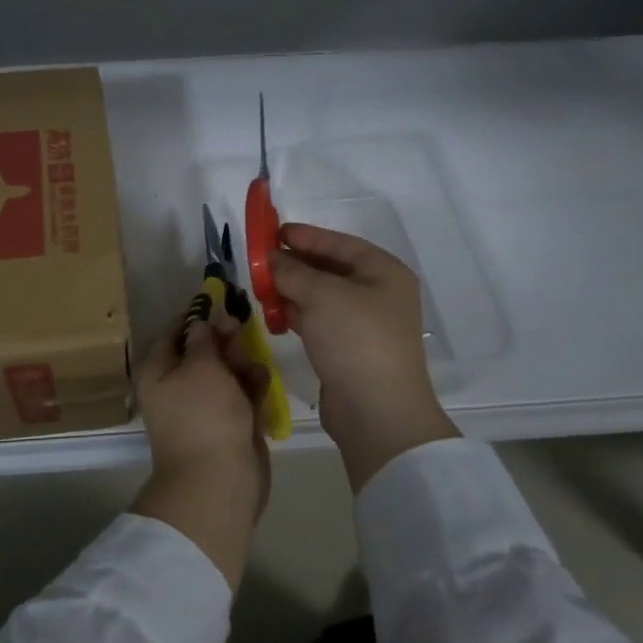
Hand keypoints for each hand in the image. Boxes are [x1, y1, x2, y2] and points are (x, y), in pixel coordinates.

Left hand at [132, 313, 270, 590]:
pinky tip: (261, 380)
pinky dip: (250, 386)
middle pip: (202, 352)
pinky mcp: (227, 424)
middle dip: (223, 340)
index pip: (174, 332)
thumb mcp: (202, 366)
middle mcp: (176, 386)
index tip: (221, 301)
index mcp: (158, 371)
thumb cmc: (204, 414)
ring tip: (252, 363)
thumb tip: (202, 321)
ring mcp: (203, 407)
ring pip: (224, 373)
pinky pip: (239, 396)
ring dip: (241, 363)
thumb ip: (205, 339)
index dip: (197, 316)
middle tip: (241, 329)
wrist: (218, 480)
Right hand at [271, 224, 457, 490]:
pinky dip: (295, 314)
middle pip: (329, 269)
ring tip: (258, 286)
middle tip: (259, 260)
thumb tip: (271, 258)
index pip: (339, 243)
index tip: (272, 231)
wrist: (376, 411)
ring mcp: (363, 324)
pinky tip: (272, 314)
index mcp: (383, 272)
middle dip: (294, 264)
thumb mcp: (321, 295)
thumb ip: (292, 271)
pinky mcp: (347, 349)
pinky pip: (317, 321)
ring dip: (290, 290)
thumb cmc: (356, 339)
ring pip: (320, 296)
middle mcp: (377, 294)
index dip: (306, 236)